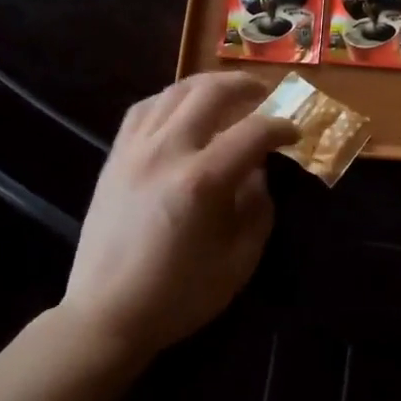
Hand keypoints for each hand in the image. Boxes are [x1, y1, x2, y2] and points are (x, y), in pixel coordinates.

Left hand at [63, 73, 295, 362]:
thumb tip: (257, 170)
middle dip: (245, 87)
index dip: (280, 127)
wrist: (106, 315)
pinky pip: (144, 108)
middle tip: (265, 95)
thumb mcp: (239, 260)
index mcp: (201, 181)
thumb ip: (258, 207)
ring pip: (174, 92)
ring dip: (208, 85)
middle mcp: (166, 152)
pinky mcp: (115, 157)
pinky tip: (183, 110)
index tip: (295, 133)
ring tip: (228, 94)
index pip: (252, 132)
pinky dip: (171, 99)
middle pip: (210, 93)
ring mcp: (135, 150)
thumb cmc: (179, 295)